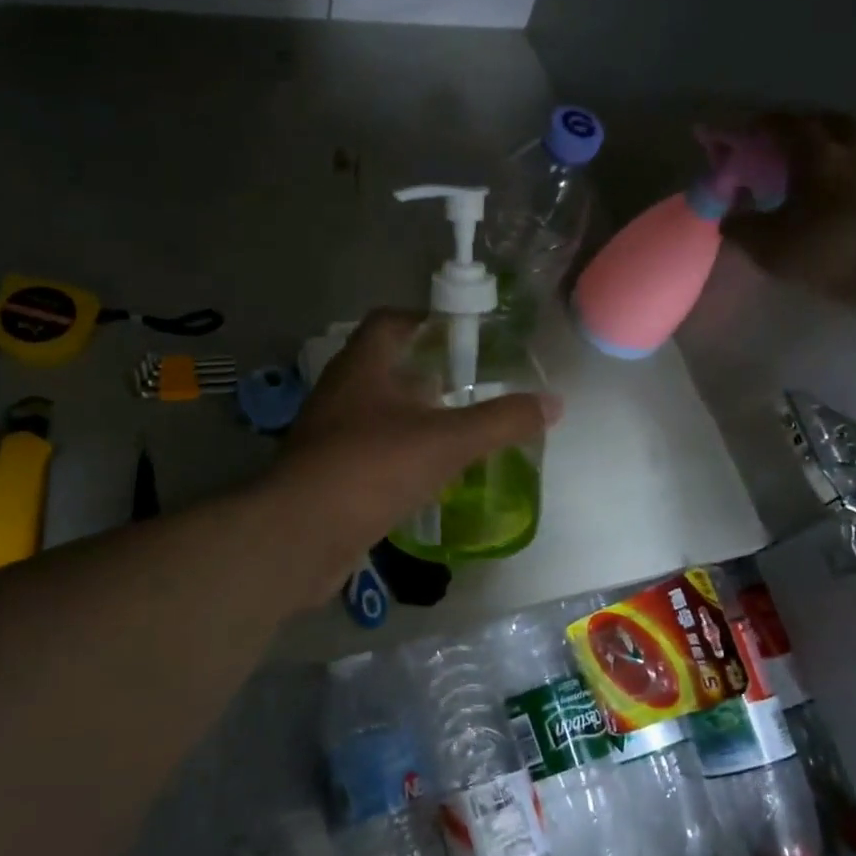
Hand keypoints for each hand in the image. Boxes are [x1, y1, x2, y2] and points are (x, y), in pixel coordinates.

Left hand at [266, 310, 559, 576]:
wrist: (301, 536)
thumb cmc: (372, 468)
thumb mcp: (447, 441)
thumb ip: (501, 421)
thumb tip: (553, 403)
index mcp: (362, 368)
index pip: (389, 322)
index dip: (424, 319)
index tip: (460, 331)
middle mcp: (340, 394)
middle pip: (385, 368)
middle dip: (426, 373)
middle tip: (469, 386)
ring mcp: (329, 436)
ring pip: (377, 414)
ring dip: (413, 418)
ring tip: (456, 430)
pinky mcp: (328, 475)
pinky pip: (370, 453)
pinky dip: (400, 456)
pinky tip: (428, 475)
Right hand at [721, 110, 855, 307]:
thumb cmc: (828, 254)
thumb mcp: (768, 247)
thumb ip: (741, 226)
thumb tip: (728, 216)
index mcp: (819, 155)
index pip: (786, 124)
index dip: (761, 125)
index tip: (745, 133)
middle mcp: (853, 151)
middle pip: (829, 123)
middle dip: (803, 127)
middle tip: (783, 145)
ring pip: (851, 146)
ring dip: (829, 151)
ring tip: (808, 175)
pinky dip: (846, 176)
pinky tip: (833, 199)